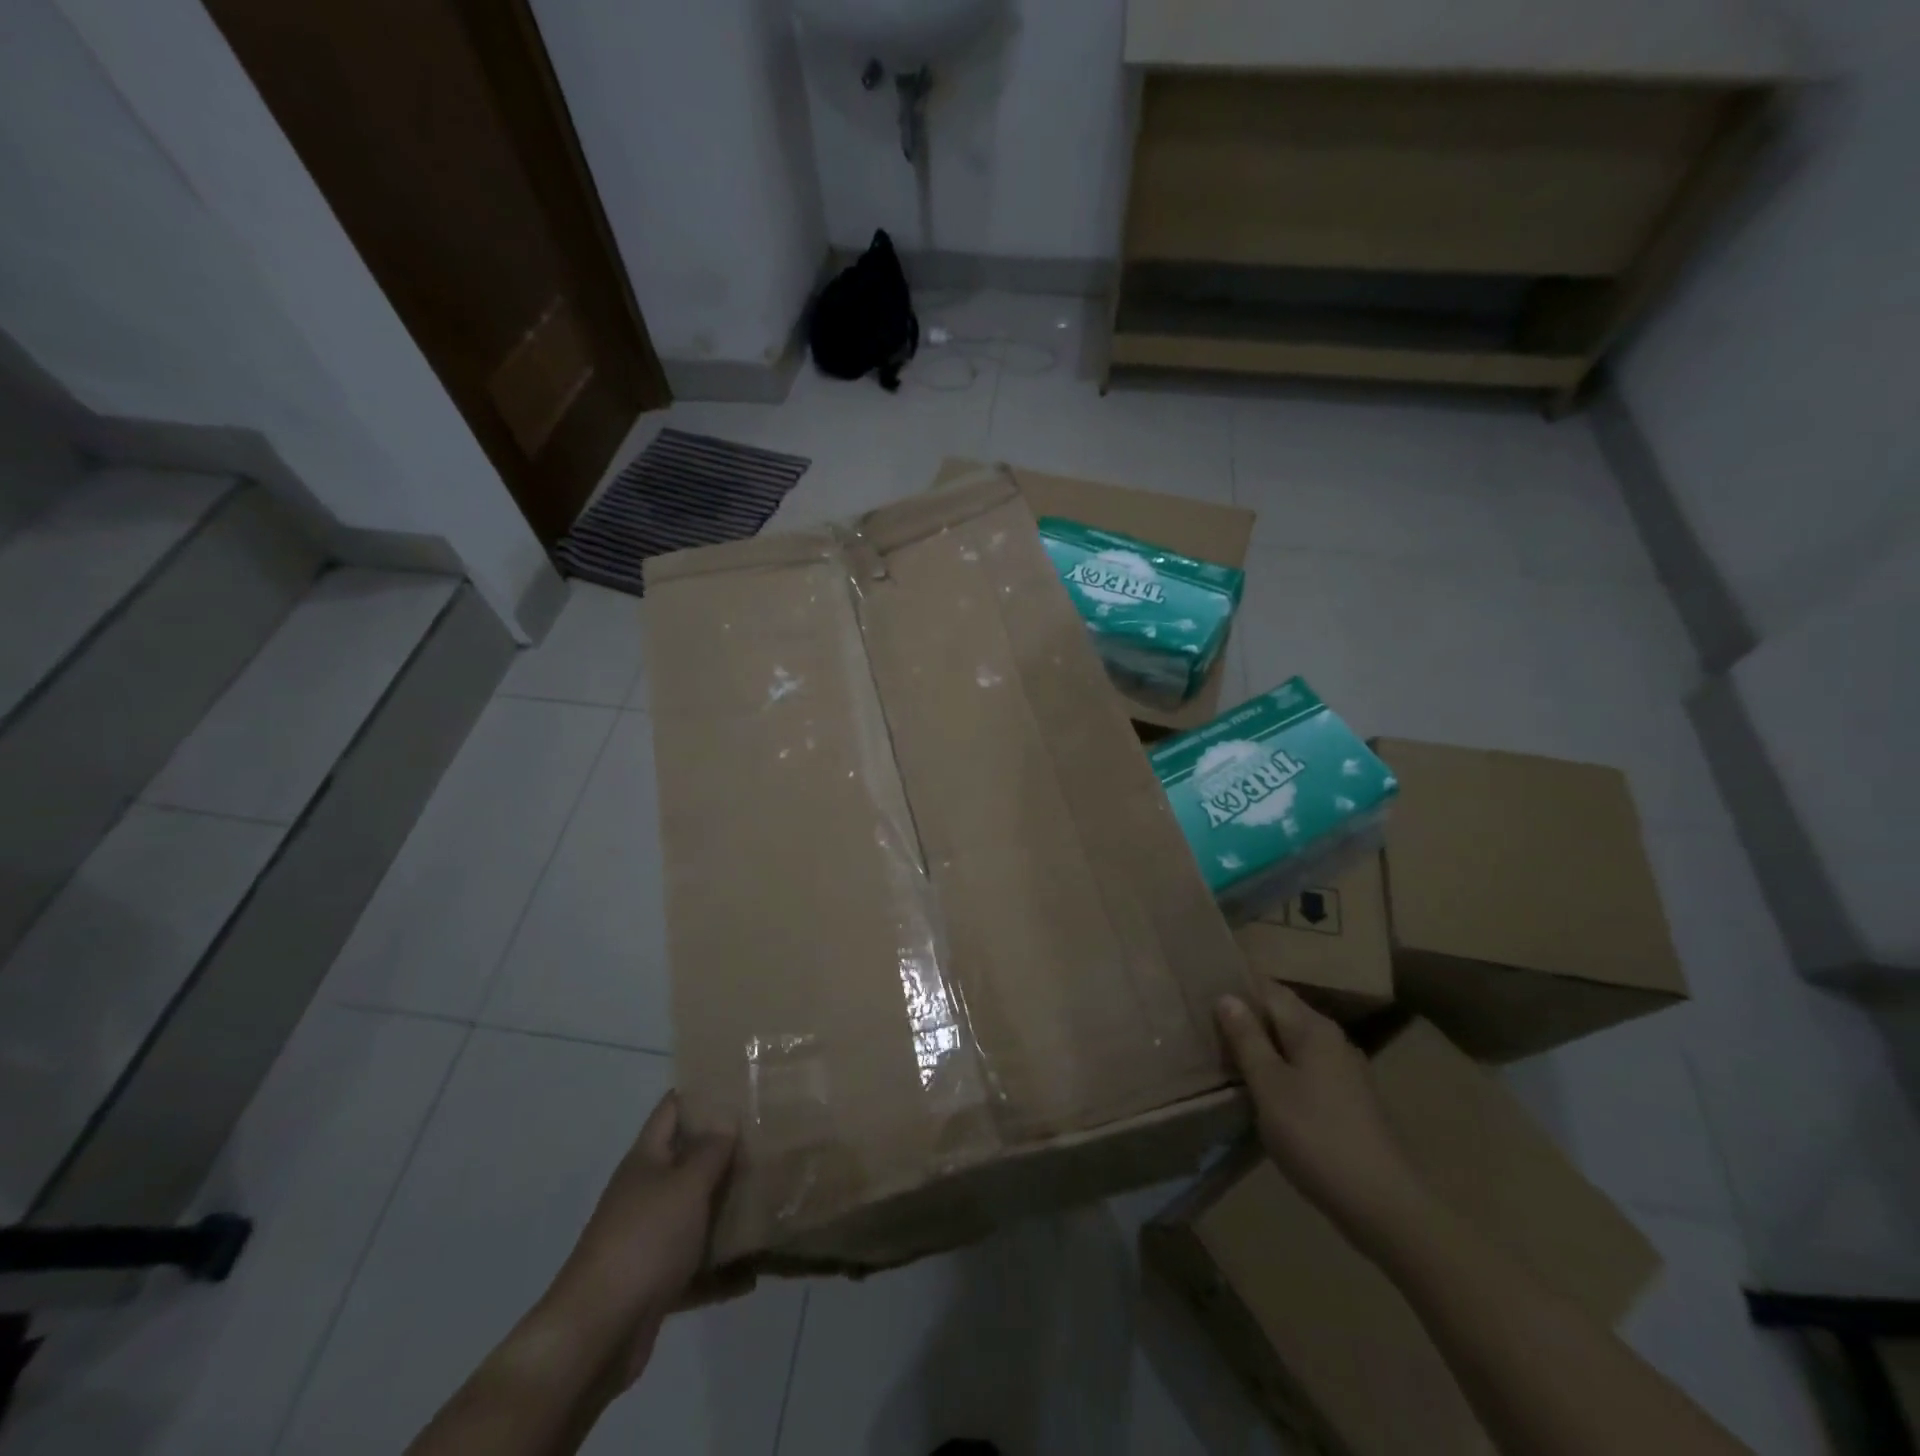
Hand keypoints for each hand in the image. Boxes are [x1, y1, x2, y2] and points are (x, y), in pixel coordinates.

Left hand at [543, 1091, 742, 1386]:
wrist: (596, 1336)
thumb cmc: (644, 1242)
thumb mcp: (685, 1186)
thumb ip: (710, 1150)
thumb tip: (726, 1116)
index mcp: (647, 1160)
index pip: (672, 1109)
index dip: (702, 1092)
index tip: (741, 1082)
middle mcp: (646, 1193)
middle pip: (688, 1161)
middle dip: (726, 1151)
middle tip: (771, 1137)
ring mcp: (649, 1239)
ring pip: (695, 1214)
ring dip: (727, 1210)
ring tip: (771, 1198)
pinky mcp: (656, 1283)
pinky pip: (696, 1268)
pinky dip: (722, 1271)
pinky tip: (755, 1273)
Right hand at [1215, 989, 1428, 1250]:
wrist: (1383, 1204)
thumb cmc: (1316, 1136)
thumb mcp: (1269, 1085)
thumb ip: (1247, 1039)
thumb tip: (1227, 996)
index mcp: (1313, 1028)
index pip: (1268, 989)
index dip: (1237, 987)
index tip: (1203, 990)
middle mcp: (1332, 1039)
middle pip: (1282, 1014)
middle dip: (1248, 1016)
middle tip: (1206, 1023)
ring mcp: (1345, 1071)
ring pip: (1294, 1043)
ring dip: (1263, 1044)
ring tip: (1227, 1053)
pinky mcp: (1350, 1100)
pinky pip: (1305, 1068)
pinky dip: (1281, 1068)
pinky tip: (1263, 1087)